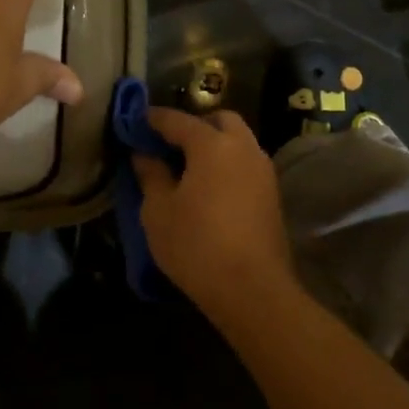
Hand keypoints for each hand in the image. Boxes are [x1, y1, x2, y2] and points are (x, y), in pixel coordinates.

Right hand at [132, 107, 297, 321]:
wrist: (252, 288)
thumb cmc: (196, 245)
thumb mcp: (159, 212)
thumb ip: (151, 176)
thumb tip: (144, 155)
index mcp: (213, 145)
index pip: (178, 120)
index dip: (154, 119)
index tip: (136, 122)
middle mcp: (243, 148)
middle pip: (219, 120)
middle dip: (194, 125)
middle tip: (169, 145)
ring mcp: (263, 170)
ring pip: (238, 141)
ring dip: (215, 144)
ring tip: (188, 168)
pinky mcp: (272, 193)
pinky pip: (246, 164)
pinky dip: (228, 164)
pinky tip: (210, 187)